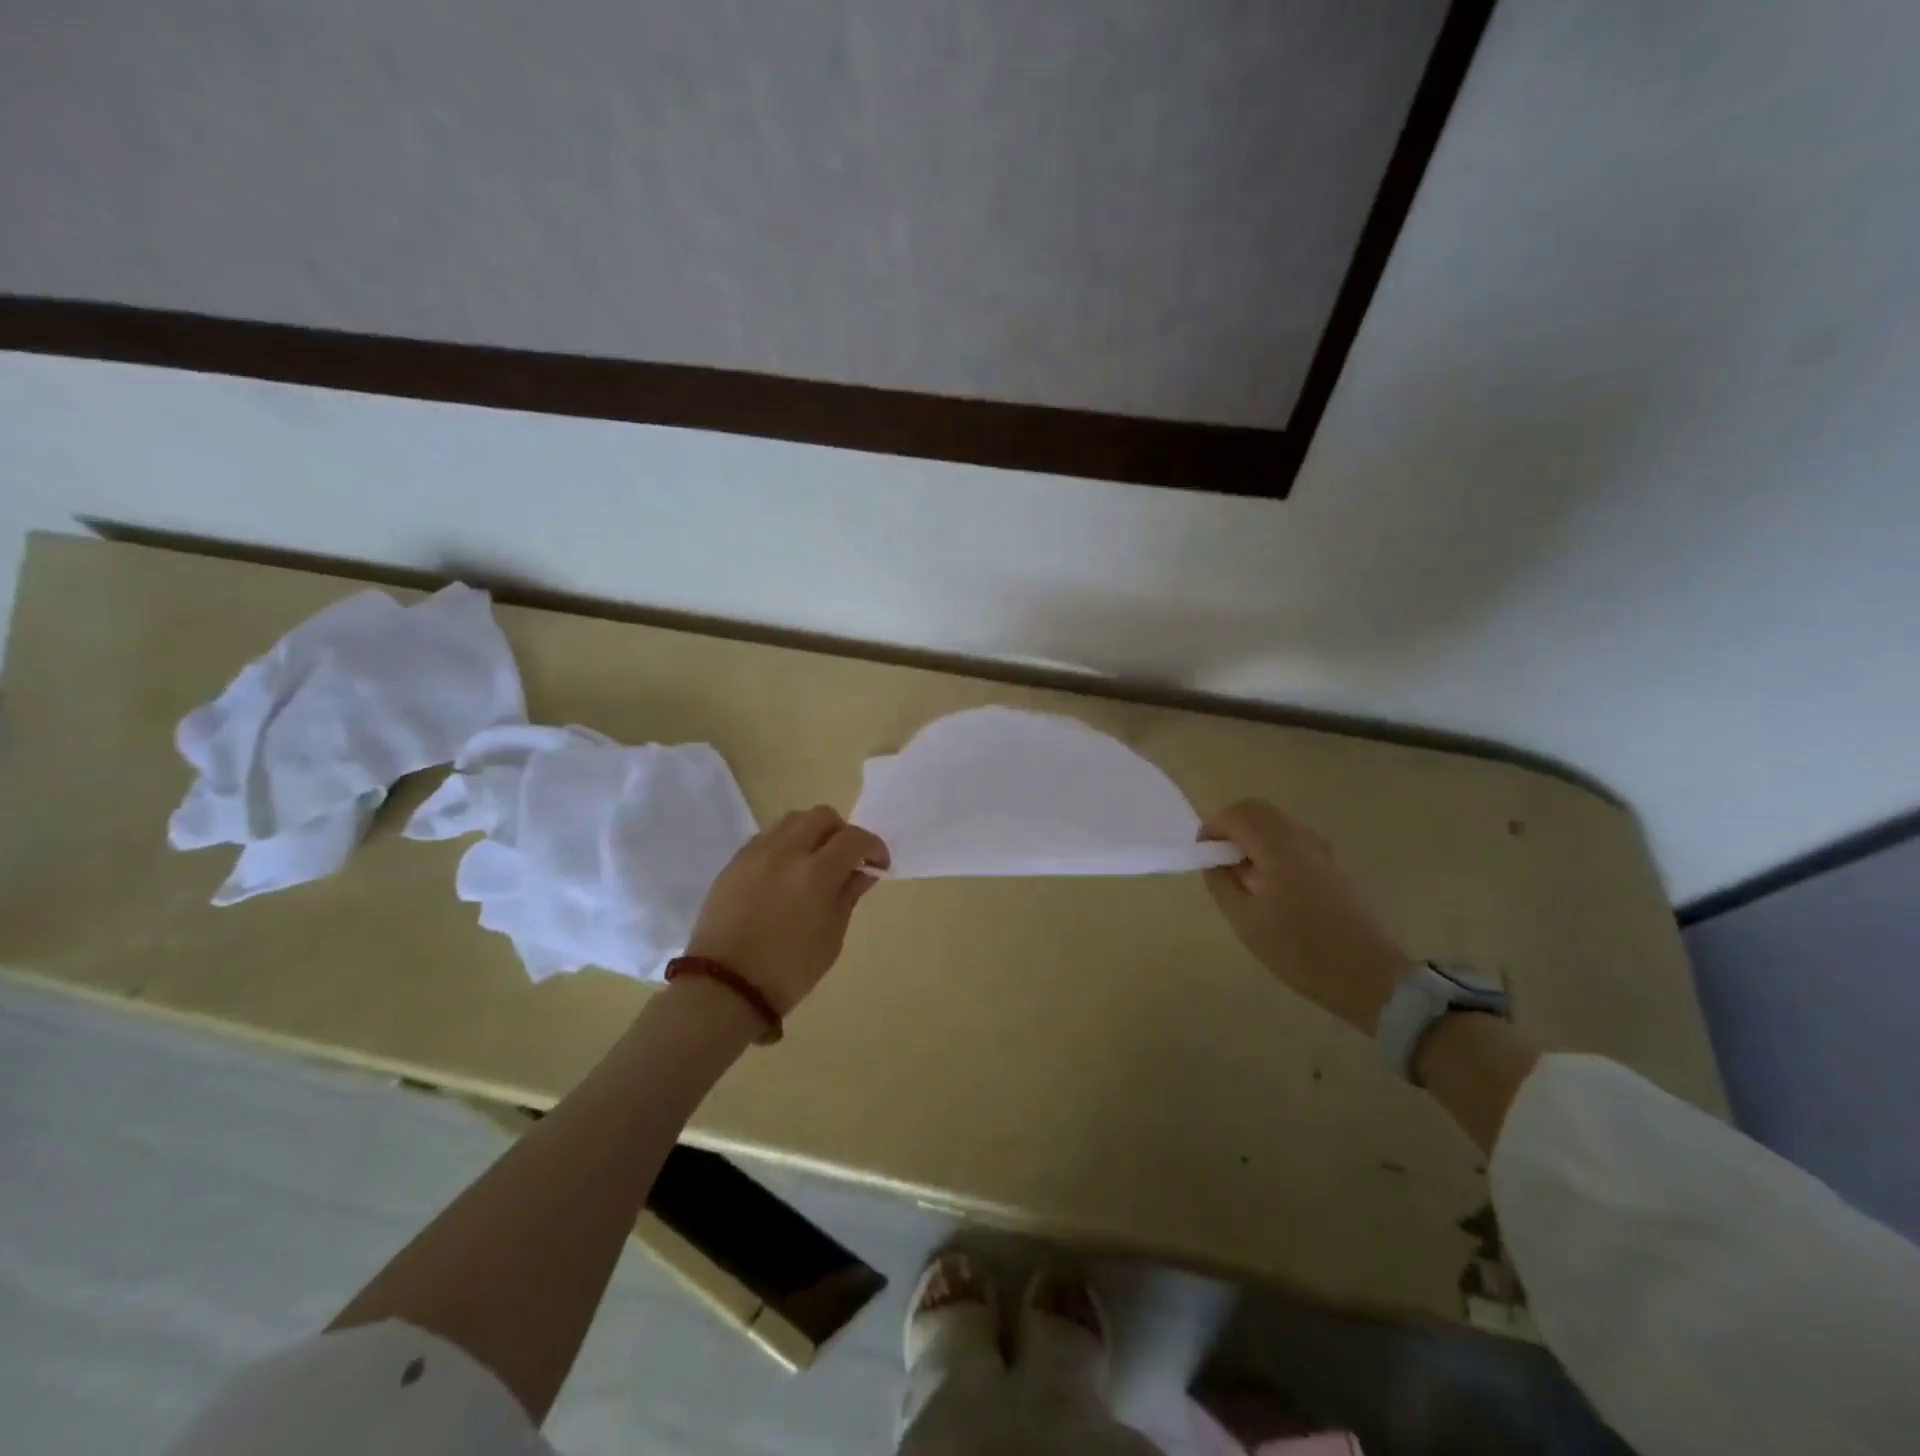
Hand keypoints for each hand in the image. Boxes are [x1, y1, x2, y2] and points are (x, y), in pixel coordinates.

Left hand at [684, 806, 888, 1015]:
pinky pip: (766, 838)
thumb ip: (848, 895)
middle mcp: (786, 852)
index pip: (854, 838)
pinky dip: (784, 844)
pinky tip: (785, 872)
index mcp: (816, 873)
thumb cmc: (789, 970)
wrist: (725, 988)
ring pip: (792, 820)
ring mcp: (755, 854)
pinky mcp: (733, 864)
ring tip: (814, 861)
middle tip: (847, 859)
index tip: (878, 864)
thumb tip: (862, 872)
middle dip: (842, 832)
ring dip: (812, 833)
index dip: (873, 846)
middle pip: (822, 816)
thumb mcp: (831, 937)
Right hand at [1200, 799, 1413, 1033]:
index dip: (1212, 829)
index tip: (1203, 857)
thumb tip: (1212, 859)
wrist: (1366, 975)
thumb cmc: (1298, 950)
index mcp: (1277, 847)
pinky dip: (1270, 846)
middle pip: (1256, 810)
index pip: (1235, 814)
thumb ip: (1221, 882)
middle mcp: (1300, 837)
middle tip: (1220, 862)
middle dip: (1230, 827)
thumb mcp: (1244, 920)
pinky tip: (1269, 885)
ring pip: (1275, 822)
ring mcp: (1319, 849)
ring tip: (1243, 877)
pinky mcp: (1330, 863)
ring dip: (1251, 836)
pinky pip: (1291, 838)